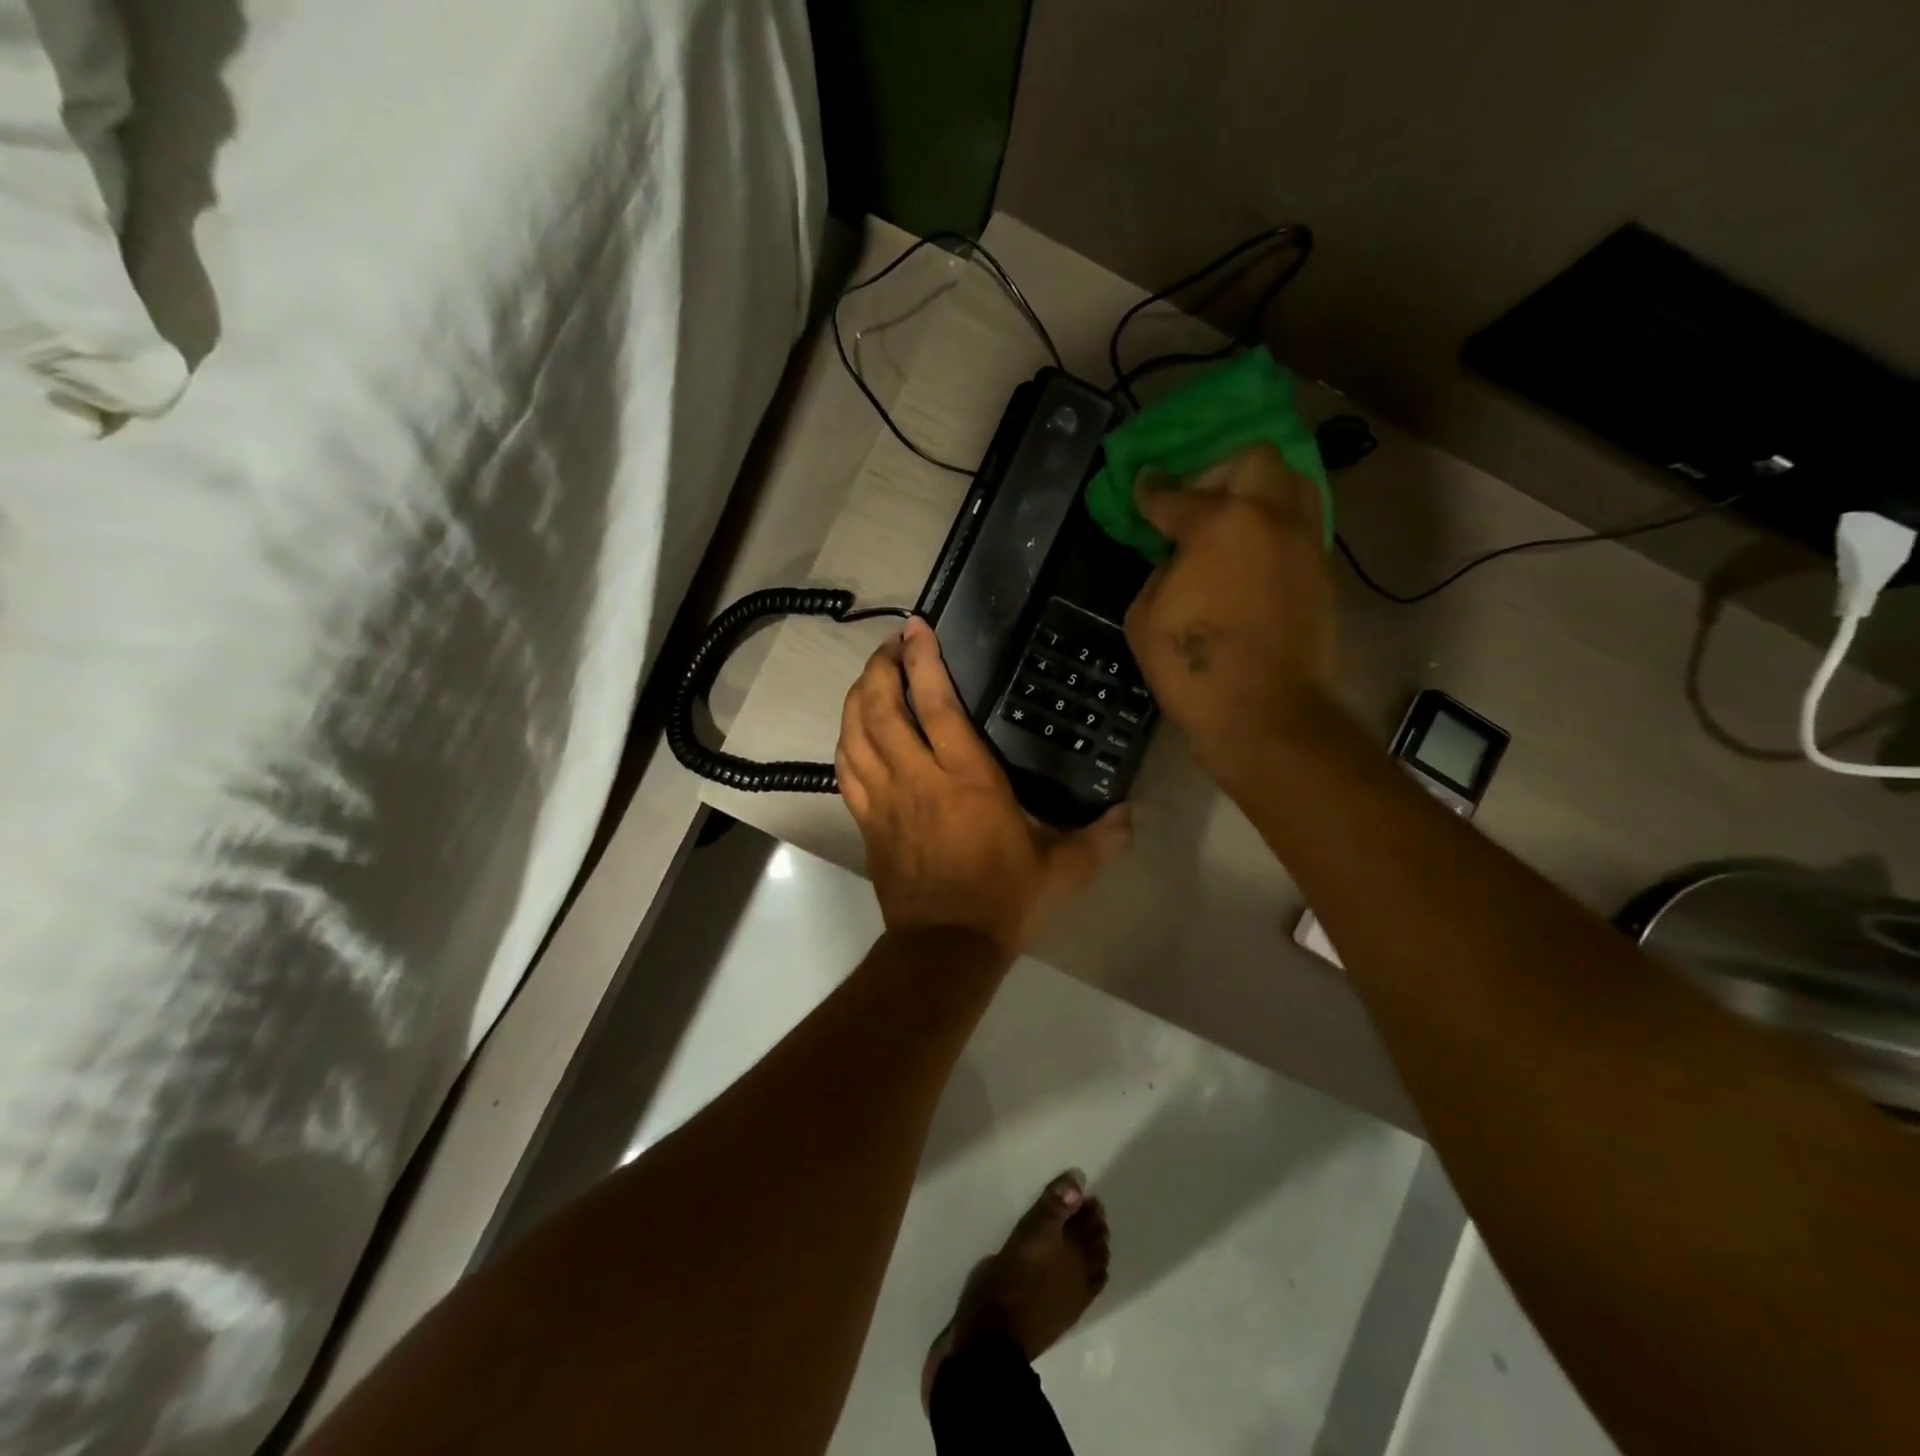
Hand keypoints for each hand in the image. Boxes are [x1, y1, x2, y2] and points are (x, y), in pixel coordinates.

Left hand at [836, 618, 1130, 956]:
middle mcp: (918, 779)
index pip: (936, 705)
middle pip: (881, 709)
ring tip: (870, 678)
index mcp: (966, 779)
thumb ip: (1102, 838)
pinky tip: (853, 731)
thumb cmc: (1005, 900)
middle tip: (890, 647)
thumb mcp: (1064, 870)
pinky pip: (845, 771)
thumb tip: (1134, 813)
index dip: (923, 661)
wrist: (946, 949)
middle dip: (880, 669)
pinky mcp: (867, 822)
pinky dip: (846, 742)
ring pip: (855, 735)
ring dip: (857, 698)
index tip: (916, 629)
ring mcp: (884, 800)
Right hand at [1123, 443, 1337, 790]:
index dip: (1152, 491)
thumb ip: (1160, 572)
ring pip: (1292, 484)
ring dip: (1259, 491)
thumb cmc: (1194, 668)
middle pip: (1254, 459)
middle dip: (1218, 472)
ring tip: (1233, 522)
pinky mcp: (1322, 573)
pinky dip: (1275, 528)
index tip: (1143, 487)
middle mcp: (1271, 517)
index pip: (1176, 494)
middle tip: (1197, 503)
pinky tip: (1252, 556)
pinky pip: (1301, 526)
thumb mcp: (1145, 617)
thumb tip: (1179, 561)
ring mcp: (1304, 543)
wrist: (1265, 713)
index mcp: (1220, 523)